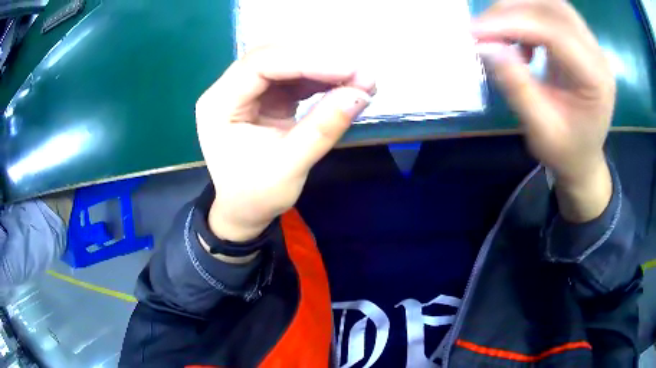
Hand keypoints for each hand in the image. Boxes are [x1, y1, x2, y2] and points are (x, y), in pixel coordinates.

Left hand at [195, 45, 374, 241]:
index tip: (349, 69)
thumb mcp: (289, 167)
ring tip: (361, 80)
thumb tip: (361, 94)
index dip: (305, 61)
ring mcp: (247, 90)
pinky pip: (295, 78)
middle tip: (360, 73)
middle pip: (274, 56)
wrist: (245, 210)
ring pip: (287, 62)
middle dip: (319, 61)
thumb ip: (323, 128)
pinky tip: (345, 85)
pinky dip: (322, 79)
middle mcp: (228, 89)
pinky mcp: (265, 96)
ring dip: (325, 68)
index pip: (259, 65)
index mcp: (219, 104)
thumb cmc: (256, 195)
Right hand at [472, 0, 614, 220]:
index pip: (555, 33)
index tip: (475, 32)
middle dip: (513, 10)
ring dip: (518, 10)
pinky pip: (549, 13)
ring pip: (550, 5)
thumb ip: (517, 86)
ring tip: (498, 31)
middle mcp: (597, 54)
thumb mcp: (540, 129)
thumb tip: (486, 46)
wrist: (583, 158)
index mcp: (597, 80)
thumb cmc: (566, 151)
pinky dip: (526, 17)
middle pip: (553, 8)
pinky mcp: (579, 41)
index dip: (513, 24)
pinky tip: (519, 41)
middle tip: (483, 28)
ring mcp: (590, 44)